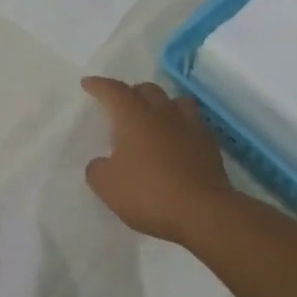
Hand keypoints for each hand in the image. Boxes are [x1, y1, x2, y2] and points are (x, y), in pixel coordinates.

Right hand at [81, 77, 238, 245]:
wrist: (203, 212)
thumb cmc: (149, 194)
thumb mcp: (108, 187)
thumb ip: (98, 169)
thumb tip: (101, 163)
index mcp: (134, 117)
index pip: (113, 91)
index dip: (99, 86)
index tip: (88, 84)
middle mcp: (162, 113)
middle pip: (146, 90)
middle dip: (131, 93)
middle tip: (121, 106)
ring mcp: (190, 126)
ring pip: (174, 101)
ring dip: (160, 105)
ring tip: (153, 118)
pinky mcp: (209, 144)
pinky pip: (192, 123)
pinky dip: (180, 126)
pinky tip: (176, 141)